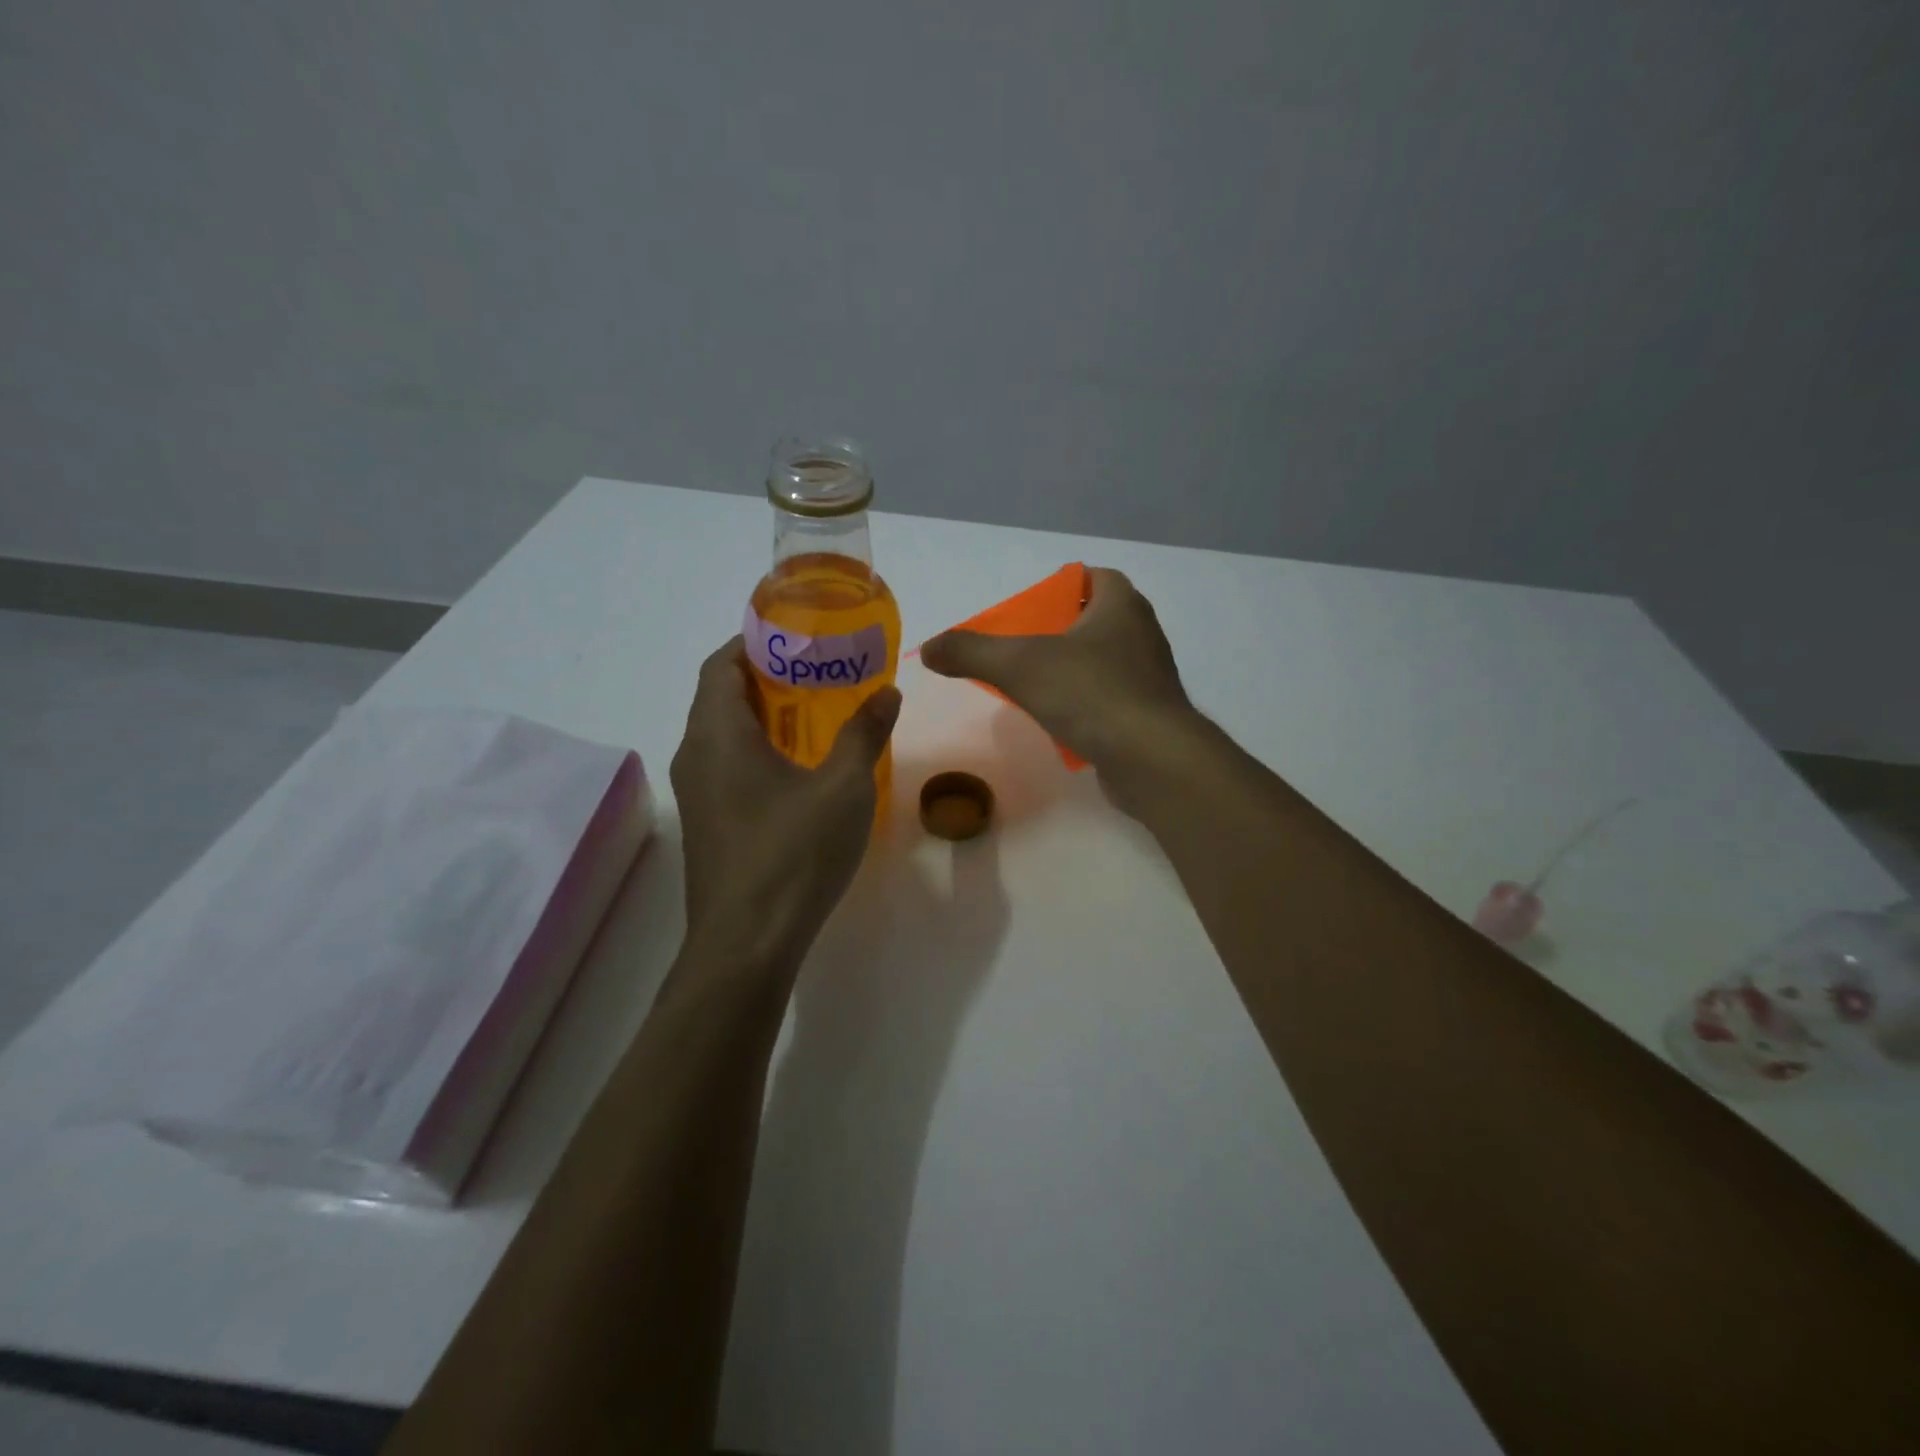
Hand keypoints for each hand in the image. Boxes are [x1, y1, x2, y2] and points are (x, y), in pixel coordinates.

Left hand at [670, 638, 900, 971]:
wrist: (747, 944)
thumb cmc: (793, 854)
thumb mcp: (843, 787)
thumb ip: (864, 733)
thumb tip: (888, 692)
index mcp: (718, 734)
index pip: (720, 663)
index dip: (753, 640)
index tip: (797, 634)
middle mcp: (695, 756)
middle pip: (720, 695)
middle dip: (766, 675)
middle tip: (819, 669)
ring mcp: (697, 794)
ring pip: (723, 733)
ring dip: (763, 714)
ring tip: (816, 711)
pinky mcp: (708, 823)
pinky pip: (727, 765)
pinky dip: (758, 748)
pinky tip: (801, 767)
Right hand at [920, 568, 1195, 779]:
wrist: (1152, 759)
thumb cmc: (1090, 694)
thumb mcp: (1018, 666)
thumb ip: (970, 652)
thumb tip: (928, 648)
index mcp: (1121, 605)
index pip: (1093, 577)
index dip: (1061, 587)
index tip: (1030, 610)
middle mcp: (1142, 634)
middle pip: (1095, 619)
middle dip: (1060, 630)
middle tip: (1022, 648)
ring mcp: (1150, 677)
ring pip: (1103, 661)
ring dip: (1072, 669)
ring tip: (1034, 686)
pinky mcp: (1150, 715)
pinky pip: (1111, 699)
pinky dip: (1086, 704)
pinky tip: (1060, 722)